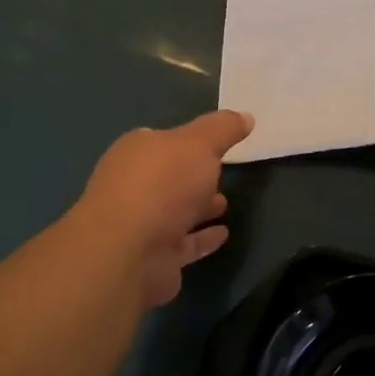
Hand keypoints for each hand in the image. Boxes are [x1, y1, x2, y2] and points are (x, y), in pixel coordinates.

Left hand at [71, 110, 252, 307]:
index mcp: (136, 153)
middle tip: (223, 173)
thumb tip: (245, 116)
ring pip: (174, 212)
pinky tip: (223, 234)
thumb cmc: (162, 185)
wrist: (129, 253)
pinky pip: (183, 244)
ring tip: (226, 204)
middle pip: (167, 177)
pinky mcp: (152, 259)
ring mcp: (140, 225)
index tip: (214, 143)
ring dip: (198, 208)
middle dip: (193, 176)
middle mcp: (132, 186)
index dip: (187, 140)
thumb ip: (223, 128)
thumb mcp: (200, 144)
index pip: (162, 140)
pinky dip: (202, 238)